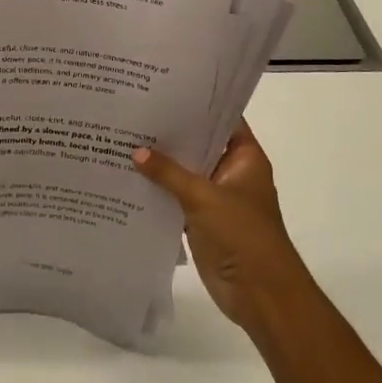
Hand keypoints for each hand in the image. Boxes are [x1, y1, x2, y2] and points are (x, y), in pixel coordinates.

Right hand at [133, 123, 310, 330]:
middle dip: (170, 133)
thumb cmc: (243, 235)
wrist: (260, 294)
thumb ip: (169, 173)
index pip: (222, 119)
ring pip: (184, 172)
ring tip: (121, 138)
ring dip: (160, 163)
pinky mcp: (200, 221)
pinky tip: (126, 178)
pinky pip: (175, 198)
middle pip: (199, 145)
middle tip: (133, 110)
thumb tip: (136, 151)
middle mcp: (230, 172)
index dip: (197, 104)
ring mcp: (215, 197)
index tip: (164, 88)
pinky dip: (157, 191)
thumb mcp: (204, 197)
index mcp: (244, 158)